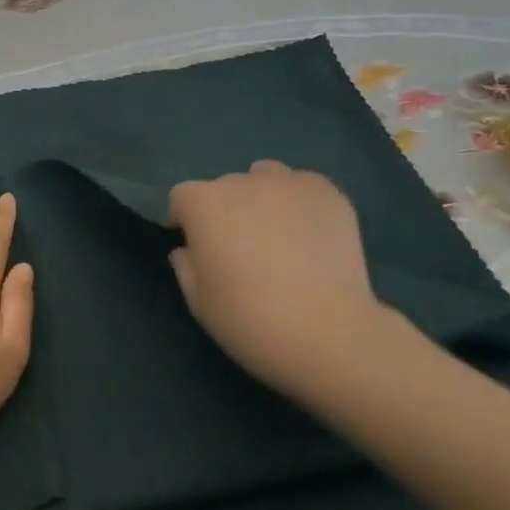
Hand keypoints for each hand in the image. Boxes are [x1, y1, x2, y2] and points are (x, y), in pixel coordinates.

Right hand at [167, 162, 394, 395]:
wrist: (327, 332)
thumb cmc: (249, 320)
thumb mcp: (198, 302)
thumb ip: (185, 266)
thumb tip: (189, 250)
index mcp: (203, 204)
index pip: (182, 197)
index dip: (186, 220)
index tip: (196, 246)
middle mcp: (241, 182)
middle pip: (225, 187)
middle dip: (226, 210)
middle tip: (241, 248)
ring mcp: (288, 183)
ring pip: (265, 177)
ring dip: (262, 197)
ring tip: (278, 233)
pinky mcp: (327, 192)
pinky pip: (303, 186)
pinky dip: (300, 203)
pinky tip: (310, 234)